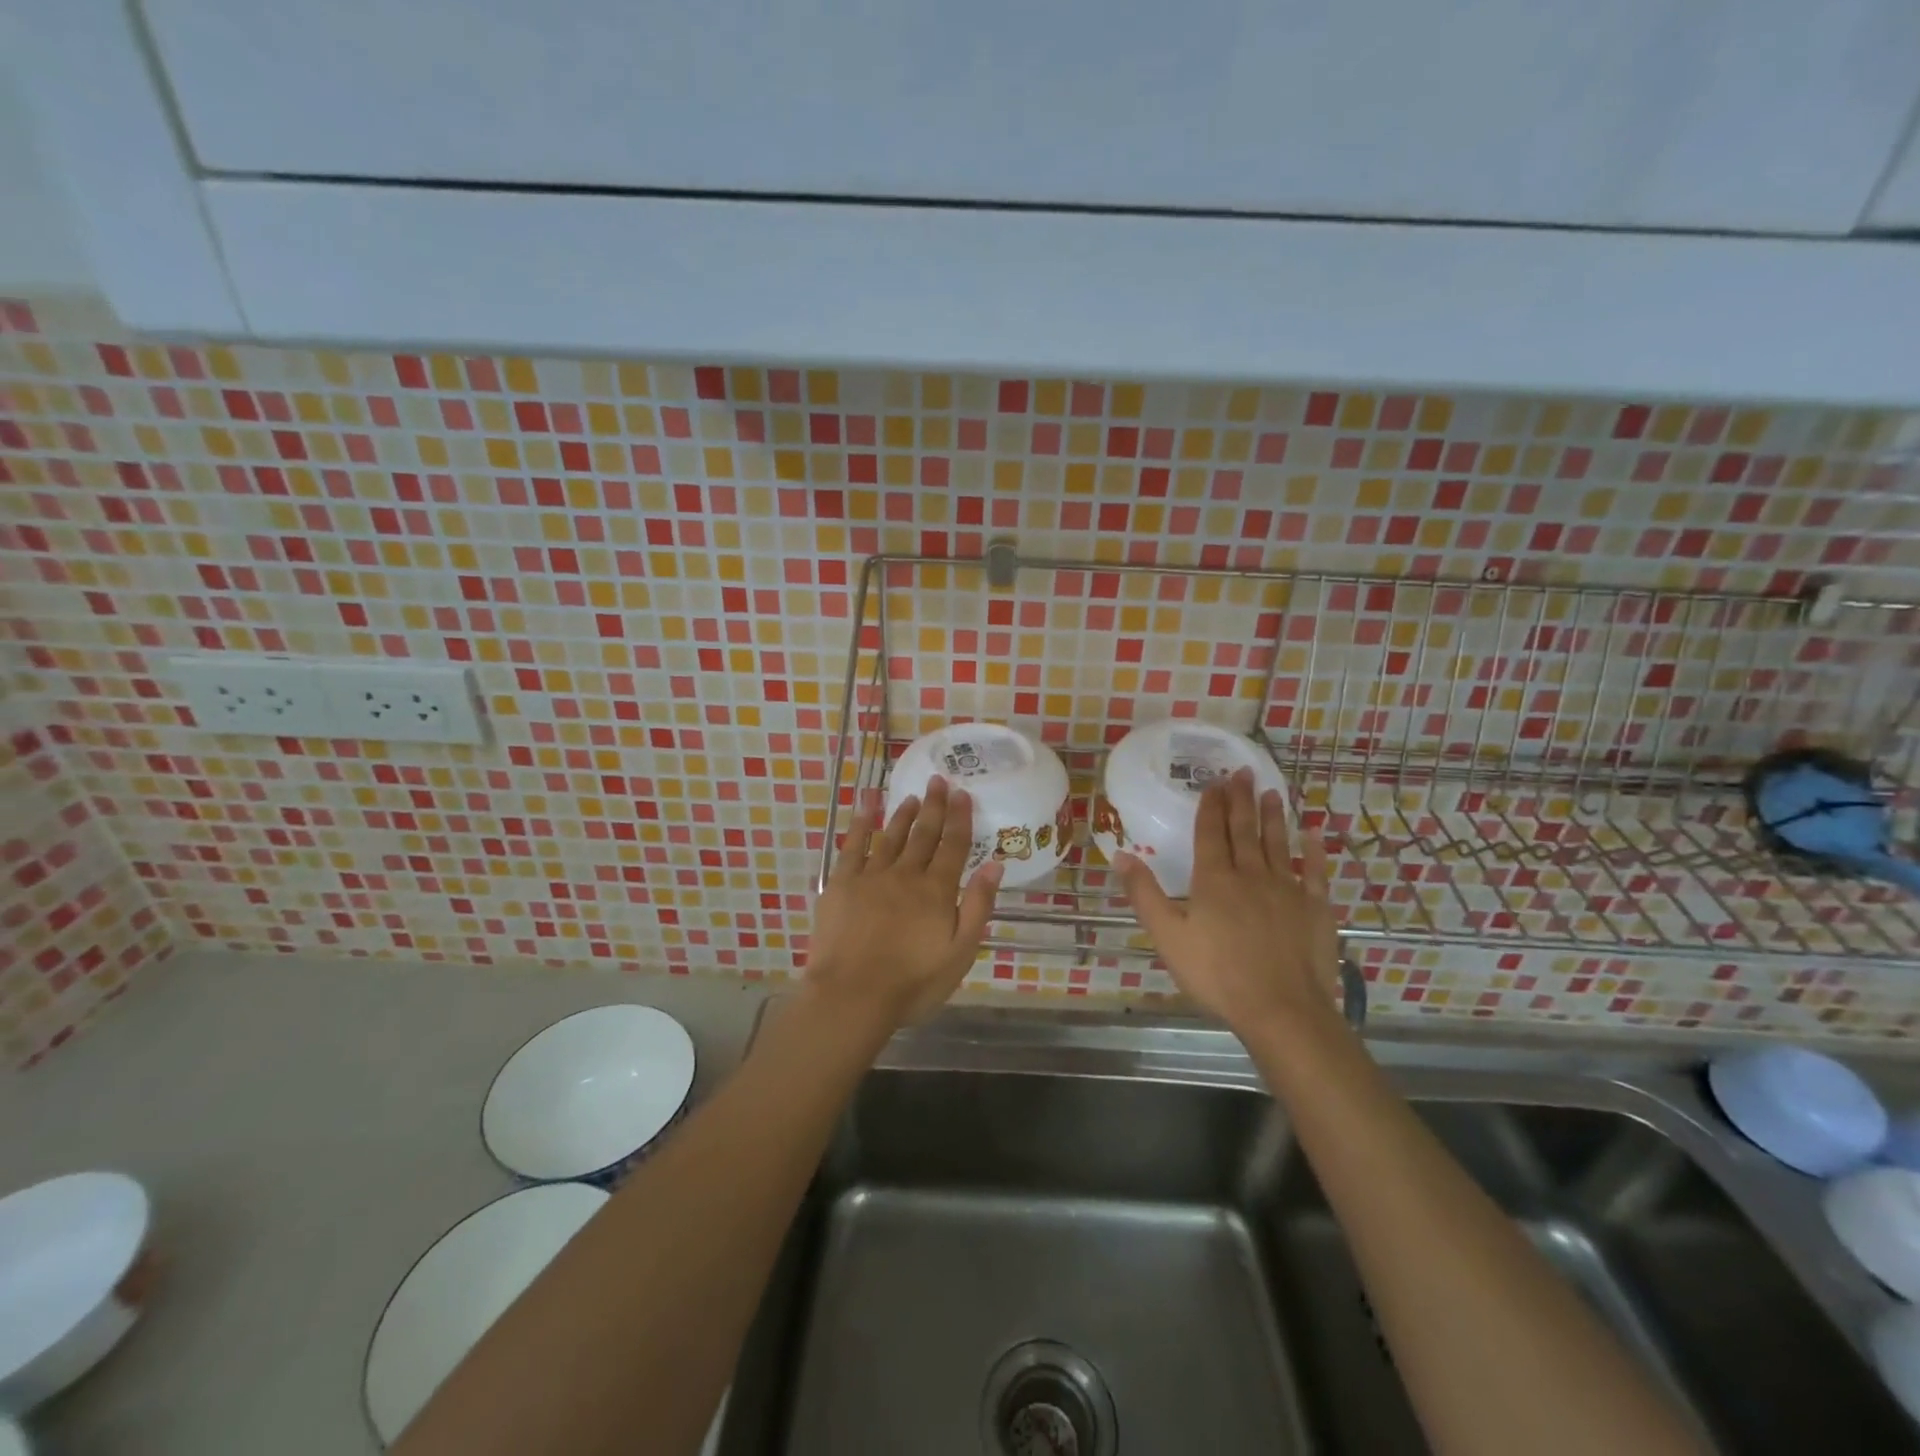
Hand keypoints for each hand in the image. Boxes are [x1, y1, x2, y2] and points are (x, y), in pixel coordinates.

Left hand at [805, 776, 1002, 1032]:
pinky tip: (866, 805)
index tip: (963, 794)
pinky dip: (861, 823)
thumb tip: (995, 865)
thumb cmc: (912, 983)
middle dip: (934, 806)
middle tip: (939, 780)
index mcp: (937, 891)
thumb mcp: (960, 953)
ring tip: (912, 796)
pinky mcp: (842, 883)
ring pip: (892, 836)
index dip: (959, 818)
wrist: (852, 995)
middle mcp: (906, 874)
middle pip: (924, 834)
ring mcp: (871, 876)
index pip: (953, 846)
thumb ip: (978, 907)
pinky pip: (853, 845)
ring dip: (903, 814)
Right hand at [1115, 767, 1342, 1039]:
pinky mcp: (1315, 908)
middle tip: (1243, 772)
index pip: (1211, 832)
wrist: (1281, 1010)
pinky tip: (1313, 834)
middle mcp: (1251, 874)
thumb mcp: (1167, 936)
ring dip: (1273, 817)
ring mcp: (1287, 889)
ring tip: (1271, 793)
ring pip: (1278, 843)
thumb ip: (1144, 894)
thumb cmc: (1217, 974)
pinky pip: (1314, 871)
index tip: (1215, 782)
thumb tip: (1121, 855)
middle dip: (1241, 800)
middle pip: (1244, 830)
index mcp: (1214, 879)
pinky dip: (1313, 851)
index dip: (1211, 806)